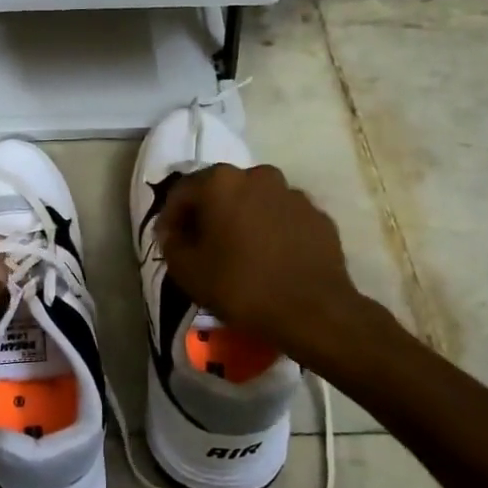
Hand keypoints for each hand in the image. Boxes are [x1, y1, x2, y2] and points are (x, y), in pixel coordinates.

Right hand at [156, 164, 381, 359]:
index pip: (183, 191)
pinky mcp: (318, 216)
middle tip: (202, 244)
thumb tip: (172, 232)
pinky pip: (283, 218)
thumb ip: (171, 243)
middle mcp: (259, 176)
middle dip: (208, 214)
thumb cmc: (241, 286)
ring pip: (255, 202)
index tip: (168, 241)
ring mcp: (293, 194)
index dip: (171, 217)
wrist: (313, 312)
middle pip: (221, 191)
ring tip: (239, 252)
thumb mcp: (187, 270)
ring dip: (242, 220)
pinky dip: (271, 231)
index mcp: (221, 182)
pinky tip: (269, 259)